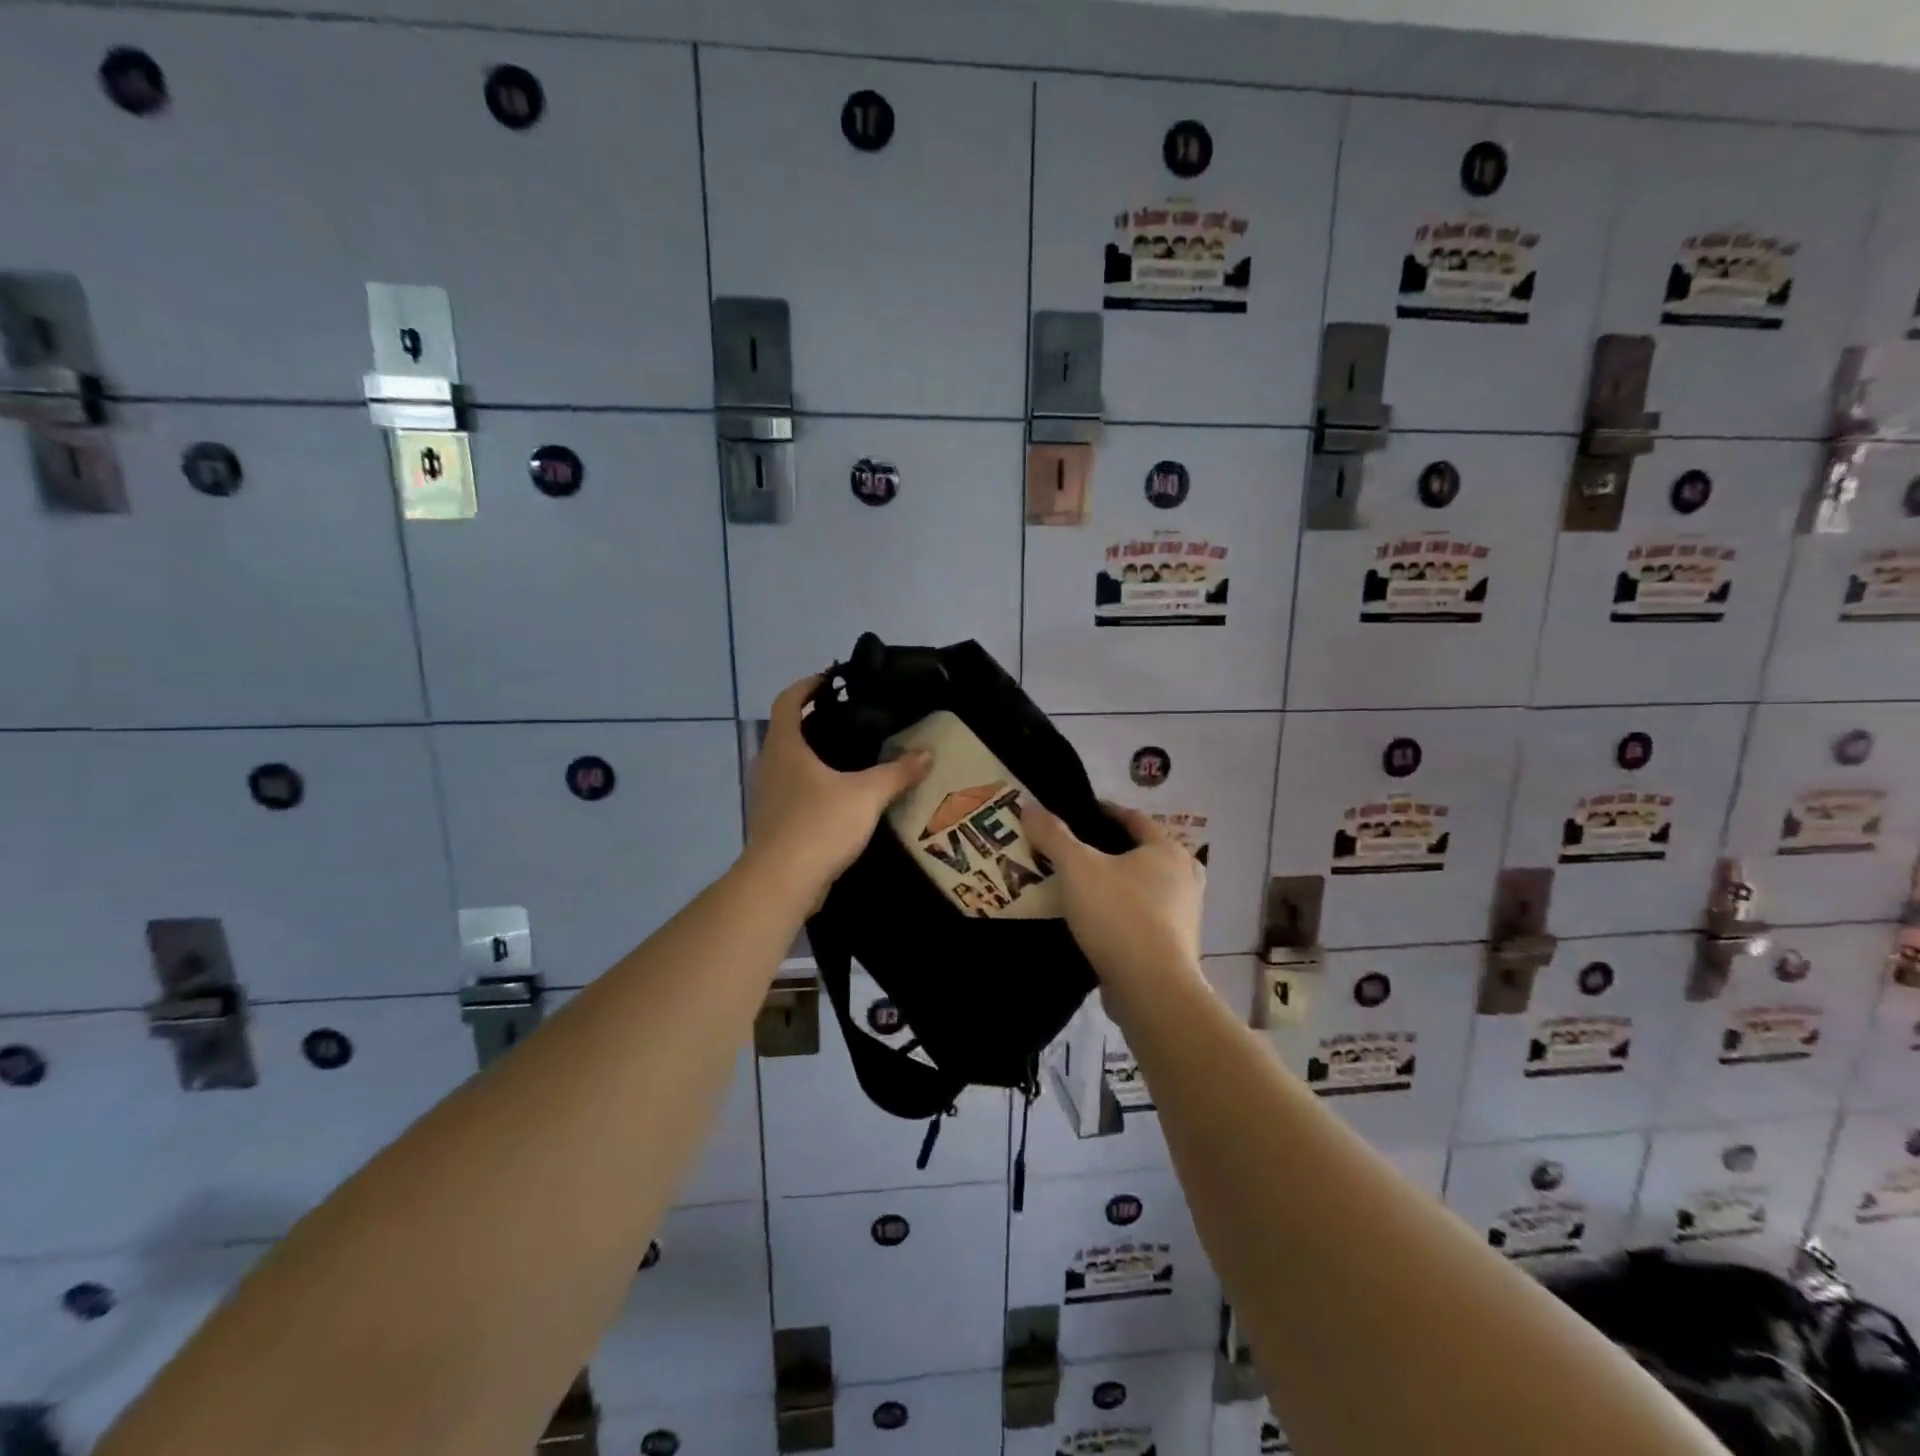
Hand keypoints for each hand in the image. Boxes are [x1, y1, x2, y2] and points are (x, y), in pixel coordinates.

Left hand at [745, 674, 932, 900]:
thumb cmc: (819, 824)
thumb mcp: (867, 795)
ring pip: (789, 764)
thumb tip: (927, 754)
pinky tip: (840, 797)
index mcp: (785, 747)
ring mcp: (767, 796)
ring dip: (813, 756)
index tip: (830, 679)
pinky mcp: (773, 823)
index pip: (787, 701)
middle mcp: (769, 765)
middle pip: (787, 731)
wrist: (782, 882)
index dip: (807, 686)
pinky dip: (812, 785)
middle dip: (815, 721)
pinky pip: (792, 792)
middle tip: (851, 719)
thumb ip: (898, 772)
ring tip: (850, 758)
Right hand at [1024, 800, 1204, 988]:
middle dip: (1112, 850)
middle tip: (1077, 852)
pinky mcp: (1177, 947)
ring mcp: (1185, 915)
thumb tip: (1029, 806)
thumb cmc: (1118, 915)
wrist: (1152, 988)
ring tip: (1083, 887)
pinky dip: (1123, 914)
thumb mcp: (1077, 868)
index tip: (1076, 813)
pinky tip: (1097, 922)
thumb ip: (1053, 835)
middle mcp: (1185, 877)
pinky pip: (1145, 918)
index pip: (1134, 818)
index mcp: (1167, 850)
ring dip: (1118, 885)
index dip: (1103, 812)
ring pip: (1145, 888)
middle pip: (1143, 853)